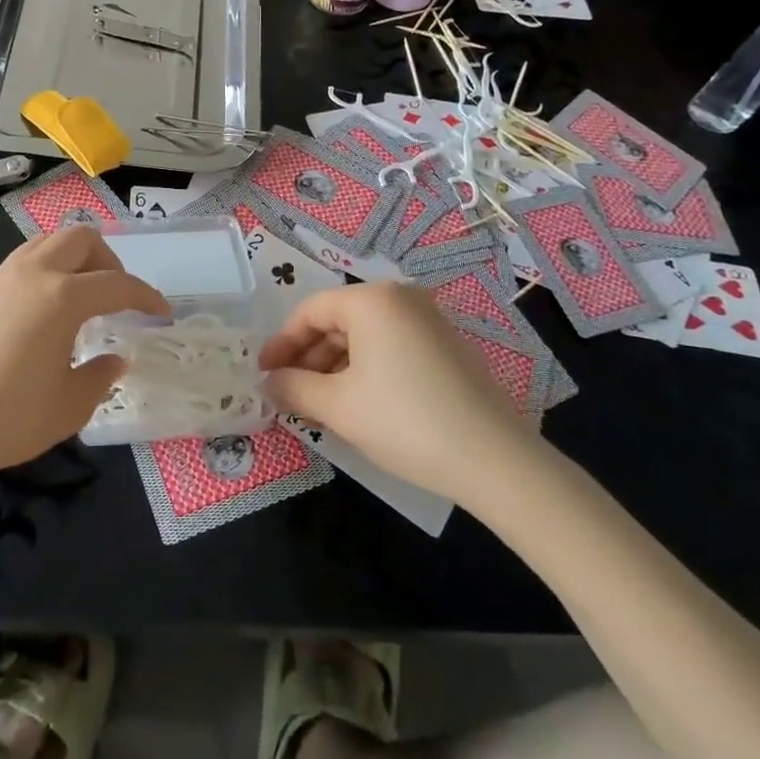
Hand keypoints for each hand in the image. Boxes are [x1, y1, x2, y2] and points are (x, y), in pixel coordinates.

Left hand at [0, 225, 167, 482]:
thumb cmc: (7, 417)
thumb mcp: (69, 406)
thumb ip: (100, 376)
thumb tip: (116, 359)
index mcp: (63, 297)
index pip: (118, 284)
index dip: (146, 296)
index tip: (161, 313)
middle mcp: (35, 273)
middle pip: (81, 239)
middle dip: (109, 262)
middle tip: (117, 298)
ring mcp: (3, 277)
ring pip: (49, 241)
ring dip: (76, 259)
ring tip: (84, 297)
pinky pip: (27, 259)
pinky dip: (50, 268)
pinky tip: (48, 309)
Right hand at [258, 282, 540, 501]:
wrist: (495, 460)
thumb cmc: (405, 421)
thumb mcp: (338, 407)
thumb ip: (293, 388)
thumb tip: (268, 384)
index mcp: (372, 300)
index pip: (310, 311)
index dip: (281, 343)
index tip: (264, 374)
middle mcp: (402, 299)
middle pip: (338, 321)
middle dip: (308, 358)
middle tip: (290, 394)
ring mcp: (429, 322)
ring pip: (365, 338)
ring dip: (335, 368)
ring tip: (319, 407)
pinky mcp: (446, 348)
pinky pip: (391, 349)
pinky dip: (366, 371)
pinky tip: (358, 406)